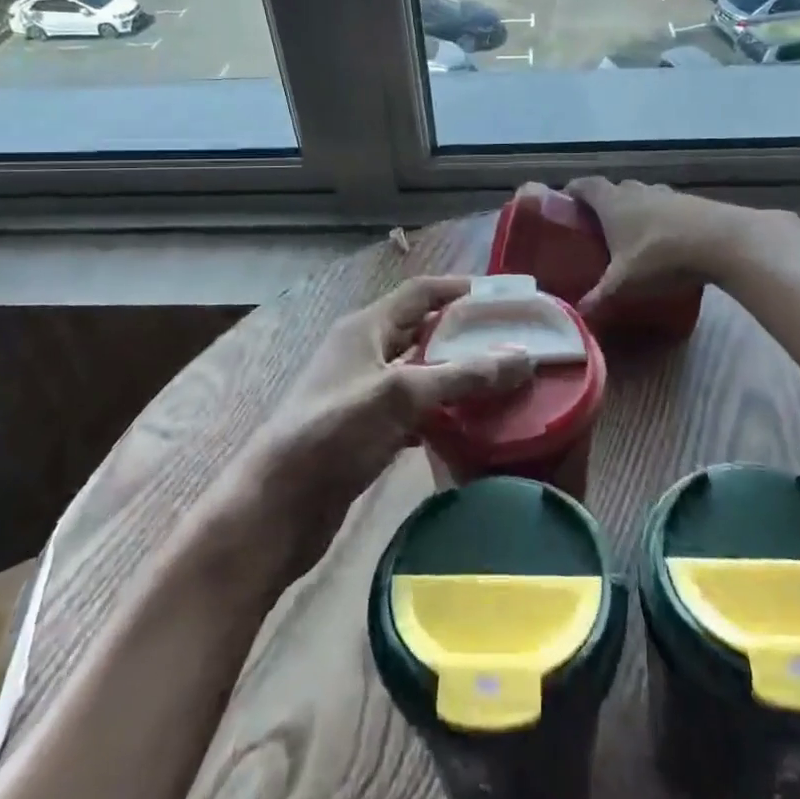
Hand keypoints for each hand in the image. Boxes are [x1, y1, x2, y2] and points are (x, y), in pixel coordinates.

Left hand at [254, 276, 532, 567]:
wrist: (276, 509)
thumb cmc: (334, 433)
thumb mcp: (400, 395)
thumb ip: (462, 374)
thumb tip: (523, 356)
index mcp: (366, 328)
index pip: (421, 292)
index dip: (461, 289)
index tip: (505, 297)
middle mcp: (365, 352)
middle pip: (423, 330)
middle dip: (466, 333)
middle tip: (514, 342)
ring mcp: (364, 394)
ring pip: (421, 372)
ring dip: (457, 374)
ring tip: (504, 381)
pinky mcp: (367, 432)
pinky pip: (415, 410)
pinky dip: (443, 412)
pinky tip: (472, 425)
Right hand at [564, 177, 756, 318]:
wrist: (720, 241)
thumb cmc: (659, 256)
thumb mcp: (624, 282)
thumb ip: (599, 296)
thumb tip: (576, 312)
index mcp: (612, 202)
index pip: (586, 185)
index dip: (574, 190)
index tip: (566, 200)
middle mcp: (636, 190)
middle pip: (614, 188)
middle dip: (604, 203)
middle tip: (597, 225)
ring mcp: (666, 193)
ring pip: (642, 195)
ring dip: (634, 209)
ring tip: (631, 233)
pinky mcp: (691, 202)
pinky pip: (666, 206)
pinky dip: (659, 218)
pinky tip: (664, 238)